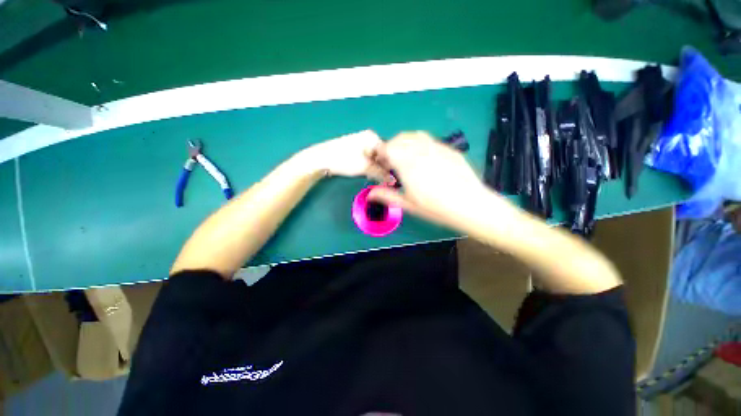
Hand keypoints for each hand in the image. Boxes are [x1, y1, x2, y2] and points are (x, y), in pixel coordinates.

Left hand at [303, 130, 389, 181]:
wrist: (321, 158)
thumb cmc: (345, 160)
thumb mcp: (365, 167)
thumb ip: (381, 174)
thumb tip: (393, 180)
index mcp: (373, 137)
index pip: (389, 153)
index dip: (391, 167)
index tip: (391, 179)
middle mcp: (369, 138)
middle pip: (382, 155)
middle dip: (382, 168)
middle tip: (381, 179)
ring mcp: (361, 143)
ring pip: (375, 158)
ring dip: (375, 168)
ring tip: (371, 176)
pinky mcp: (355, 149)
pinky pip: (367, 158)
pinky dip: (368, 166)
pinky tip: (365, 173)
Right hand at [369, 131, 512, 226]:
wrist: (471, 205)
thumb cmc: (436, 208)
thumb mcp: (409, 205)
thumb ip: (387, 196)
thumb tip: (369, 194)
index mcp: (408, 164)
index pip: (388, 148)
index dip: (381, 153)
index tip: (381, 162)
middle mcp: (420, 151)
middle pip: (400, 139)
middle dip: (392, 146)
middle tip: (392, 161)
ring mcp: (437, 148)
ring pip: (415, 136)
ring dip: (405, 142)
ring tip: (407, 157)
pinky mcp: (448, 149)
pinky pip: (430, 140)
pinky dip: (420, 144)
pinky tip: (425, 159)